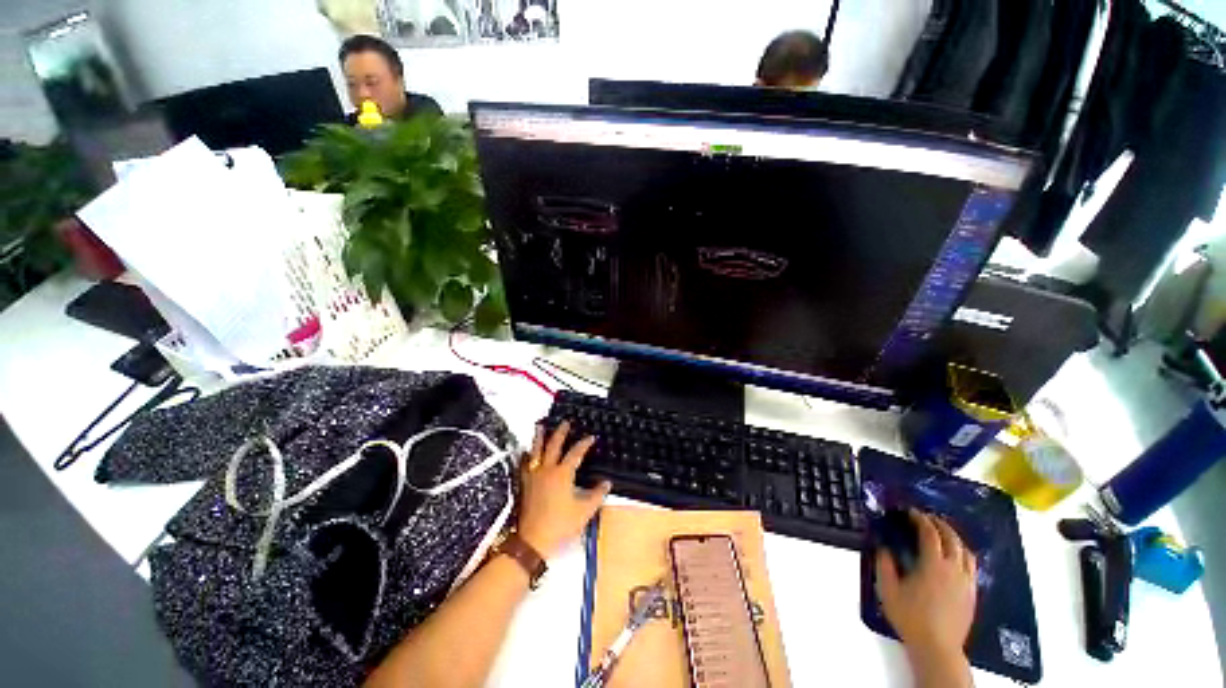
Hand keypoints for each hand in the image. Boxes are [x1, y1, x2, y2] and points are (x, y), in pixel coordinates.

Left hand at [516, 421, 610, 558]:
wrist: (533, 540)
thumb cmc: (561, 524)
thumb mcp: (584, 511)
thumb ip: (597, 495)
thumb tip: (607, 483)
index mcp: (563, 473)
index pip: (575, 453)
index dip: (584, 443)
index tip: (591, 437)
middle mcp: (547, 469)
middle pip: (554, 445)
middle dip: (561, 432)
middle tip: (565, 422)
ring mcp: (534, 475)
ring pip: (536, 450)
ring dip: (539, 437)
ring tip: (540, 426)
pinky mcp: (525, 483)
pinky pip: (525, 464)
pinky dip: (527, 455)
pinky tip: (527, 452)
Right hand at [876, 510, 977, 661]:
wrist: (937, 647)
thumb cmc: (910, 617)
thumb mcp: (888, 589)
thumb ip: (884, 564)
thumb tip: (884, 547)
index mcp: (933, 565)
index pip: (930, 534)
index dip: (920, 519)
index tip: (910, 512)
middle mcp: (954, 569)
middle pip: (952, 539)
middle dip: (939, 524)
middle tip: (926, 518)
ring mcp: (966, 582)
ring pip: (966, 551)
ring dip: (954, 538)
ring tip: (942, 534)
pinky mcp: (972, 593)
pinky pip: (972, 566)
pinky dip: (963, 554)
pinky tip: (954, 558)